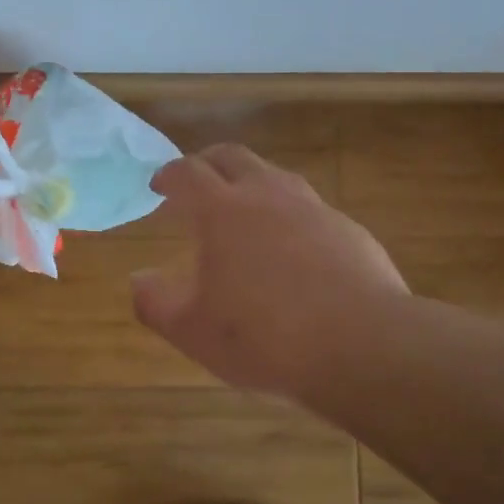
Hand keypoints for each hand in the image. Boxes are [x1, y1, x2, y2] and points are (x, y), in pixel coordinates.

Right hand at [131, 145, 409, 400]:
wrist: (363, 346)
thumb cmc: (265, 338)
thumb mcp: (192, 331)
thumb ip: (154, 302)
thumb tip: (139, 279)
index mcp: (223, 211)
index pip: (188, 172)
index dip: (169, 174)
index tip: (159, 184)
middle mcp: (267, 195)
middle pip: (232, 156)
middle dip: (207, 162)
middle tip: (196, 182)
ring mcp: (313, 208)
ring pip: (275, 176)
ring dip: (250, 183)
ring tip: (242, 210)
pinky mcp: (347, 229)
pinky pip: (309, 208)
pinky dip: (288, 214)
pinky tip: (292, 248)